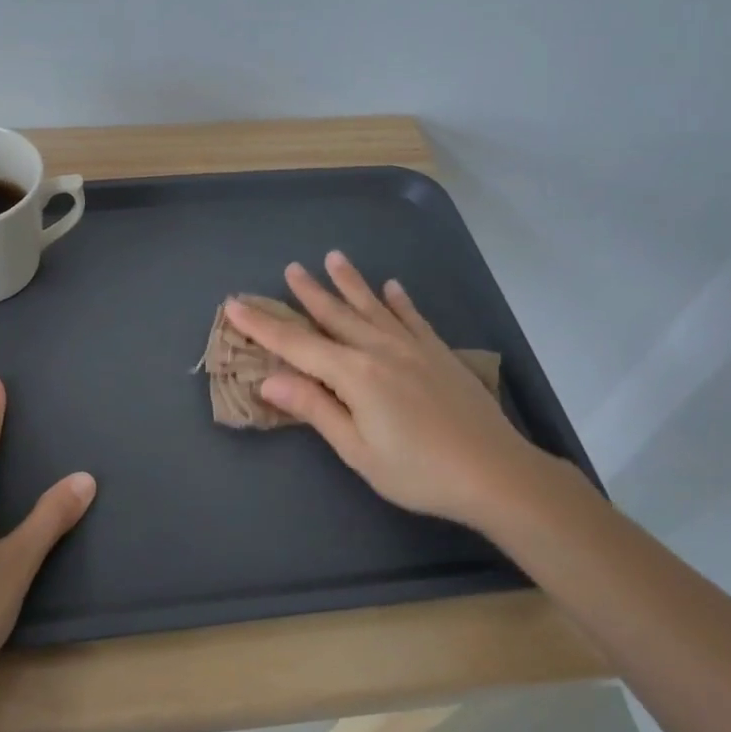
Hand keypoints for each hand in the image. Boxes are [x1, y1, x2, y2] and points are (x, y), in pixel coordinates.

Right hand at [224, 251, 569, 527]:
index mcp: (355, 374)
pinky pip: (413, 318)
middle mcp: (380, 349)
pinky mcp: (439, 354)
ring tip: (334, 258)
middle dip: (309, 292)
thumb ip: (315, 409)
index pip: (296, 345)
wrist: (495, 473)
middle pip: (335, 315)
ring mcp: (413, 347)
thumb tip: (269, 380)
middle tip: (290, 267)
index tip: (235, 304)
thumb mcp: (357, 450)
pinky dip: (399, 300)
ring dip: (350, 283)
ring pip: (372, 307)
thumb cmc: (418, 472)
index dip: (262, 325)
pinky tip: (392, 287)